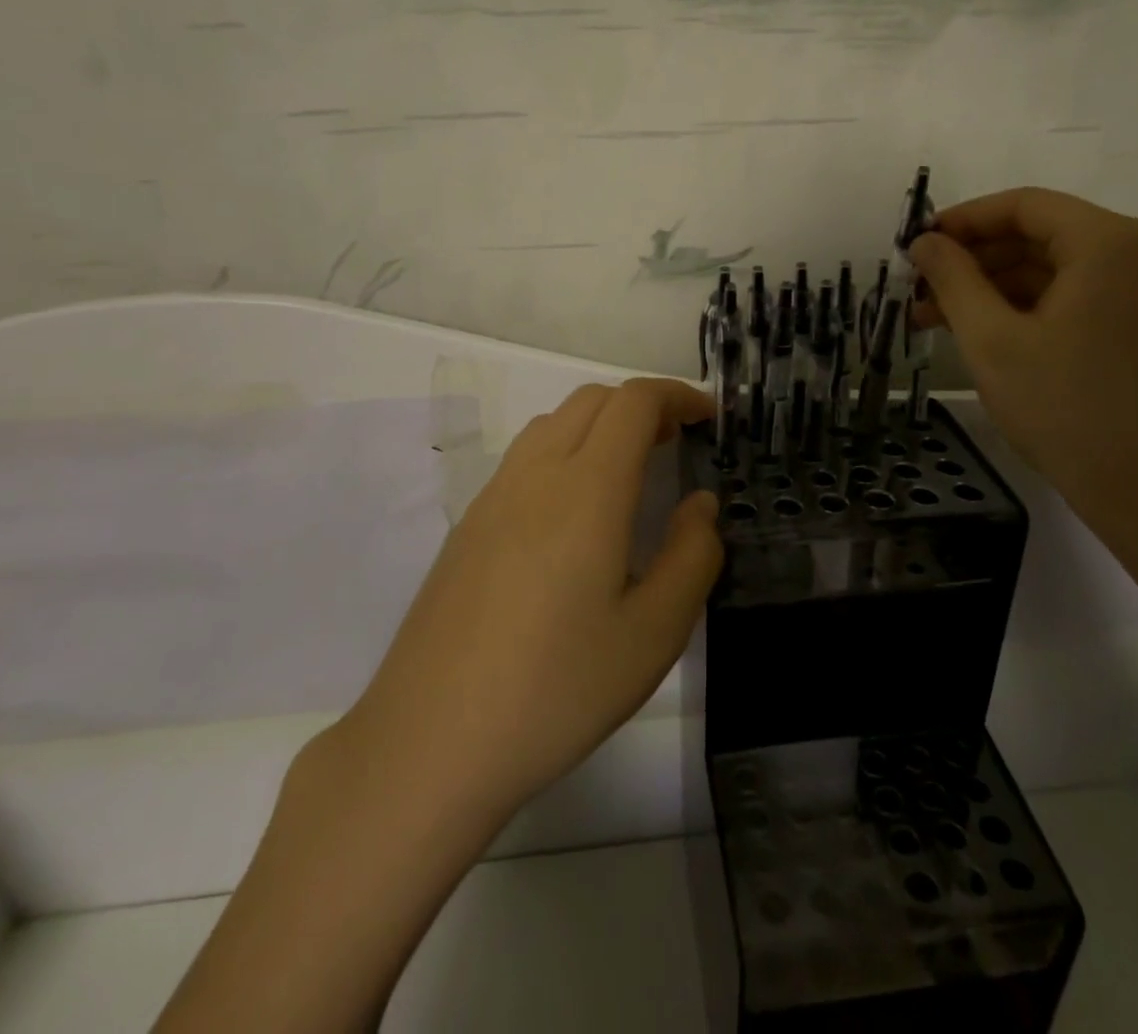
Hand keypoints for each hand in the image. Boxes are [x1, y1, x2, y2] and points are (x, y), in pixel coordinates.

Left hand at [341, 377, 721, 823]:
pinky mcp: (468, 526)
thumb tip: (699, 504)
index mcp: (587, 490)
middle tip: (676, 445)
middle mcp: (536, 475)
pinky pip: (524, 458)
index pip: (634, 403)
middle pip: (592, 401)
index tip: (707, 418)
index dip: (676, 395)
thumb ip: (691, 557)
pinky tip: (574, 515)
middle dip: (642, 406)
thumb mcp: (653, 635)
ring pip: (553, 423)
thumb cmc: (556, 690)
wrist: (430, 742)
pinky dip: (564, 452)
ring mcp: (493, 497)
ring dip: (600, 425)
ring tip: (629, 473)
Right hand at [909, 187, 1137, 558]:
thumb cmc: (1066, 409)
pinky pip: (1080, 296)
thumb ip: (953, 279)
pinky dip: (1030, 308)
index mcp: (1111, 243)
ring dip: (995, 288)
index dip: (962, 220)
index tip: (915, 246)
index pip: (1024, 206)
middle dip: (974, 260)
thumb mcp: (992, 339)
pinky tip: (984, 333)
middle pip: (1041, 236)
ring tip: (936, 318)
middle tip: (919, 290)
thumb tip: (925, 242)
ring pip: (1057, 270)